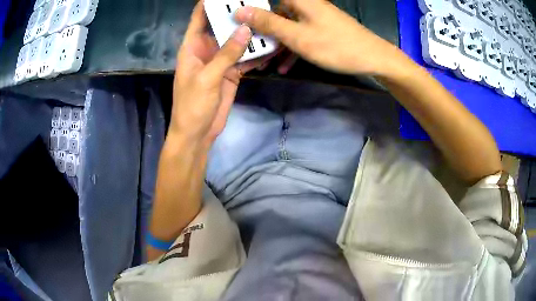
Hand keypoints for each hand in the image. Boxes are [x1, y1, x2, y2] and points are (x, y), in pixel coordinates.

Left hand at [170, 2, 270, 144]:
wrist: (198, 133)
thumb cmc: (192, 105)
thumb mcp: (208, 77)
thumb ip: (226, 53)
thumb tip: (246, 28)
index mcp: (193, 46)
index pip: (200, 17)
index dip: (210, 3)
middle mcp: (207, 48)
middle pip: (221, 25)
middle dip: (237, 14)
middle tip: (257, 3)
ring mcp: (220, 60)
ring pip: (236, 40)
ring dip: (250, 32)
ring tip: (269, 20)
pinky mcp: (232, 72)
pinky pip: (245, 57)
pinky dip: (256, 53)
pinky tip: (271, 45)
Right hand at [235, 0, 404, 76]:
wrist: (373, 58)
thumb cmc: (335, 45)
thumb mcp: (297, 36)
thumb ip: (268, 23)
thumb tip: (240, 11)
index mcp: (298, 0)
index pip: (267, 0)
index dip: (251, 8)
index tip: (237, 20)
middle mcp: (304, 4)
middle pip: (274, 14)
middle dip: (261, 33)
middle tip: (249, 50)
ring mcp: (313, 17)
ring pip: (287, 27)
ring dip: (276, 45)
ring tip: (264, 65)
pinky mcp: (321, 28)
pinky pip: (300, 35)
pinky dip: (292, 49)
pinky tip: (285, 67)